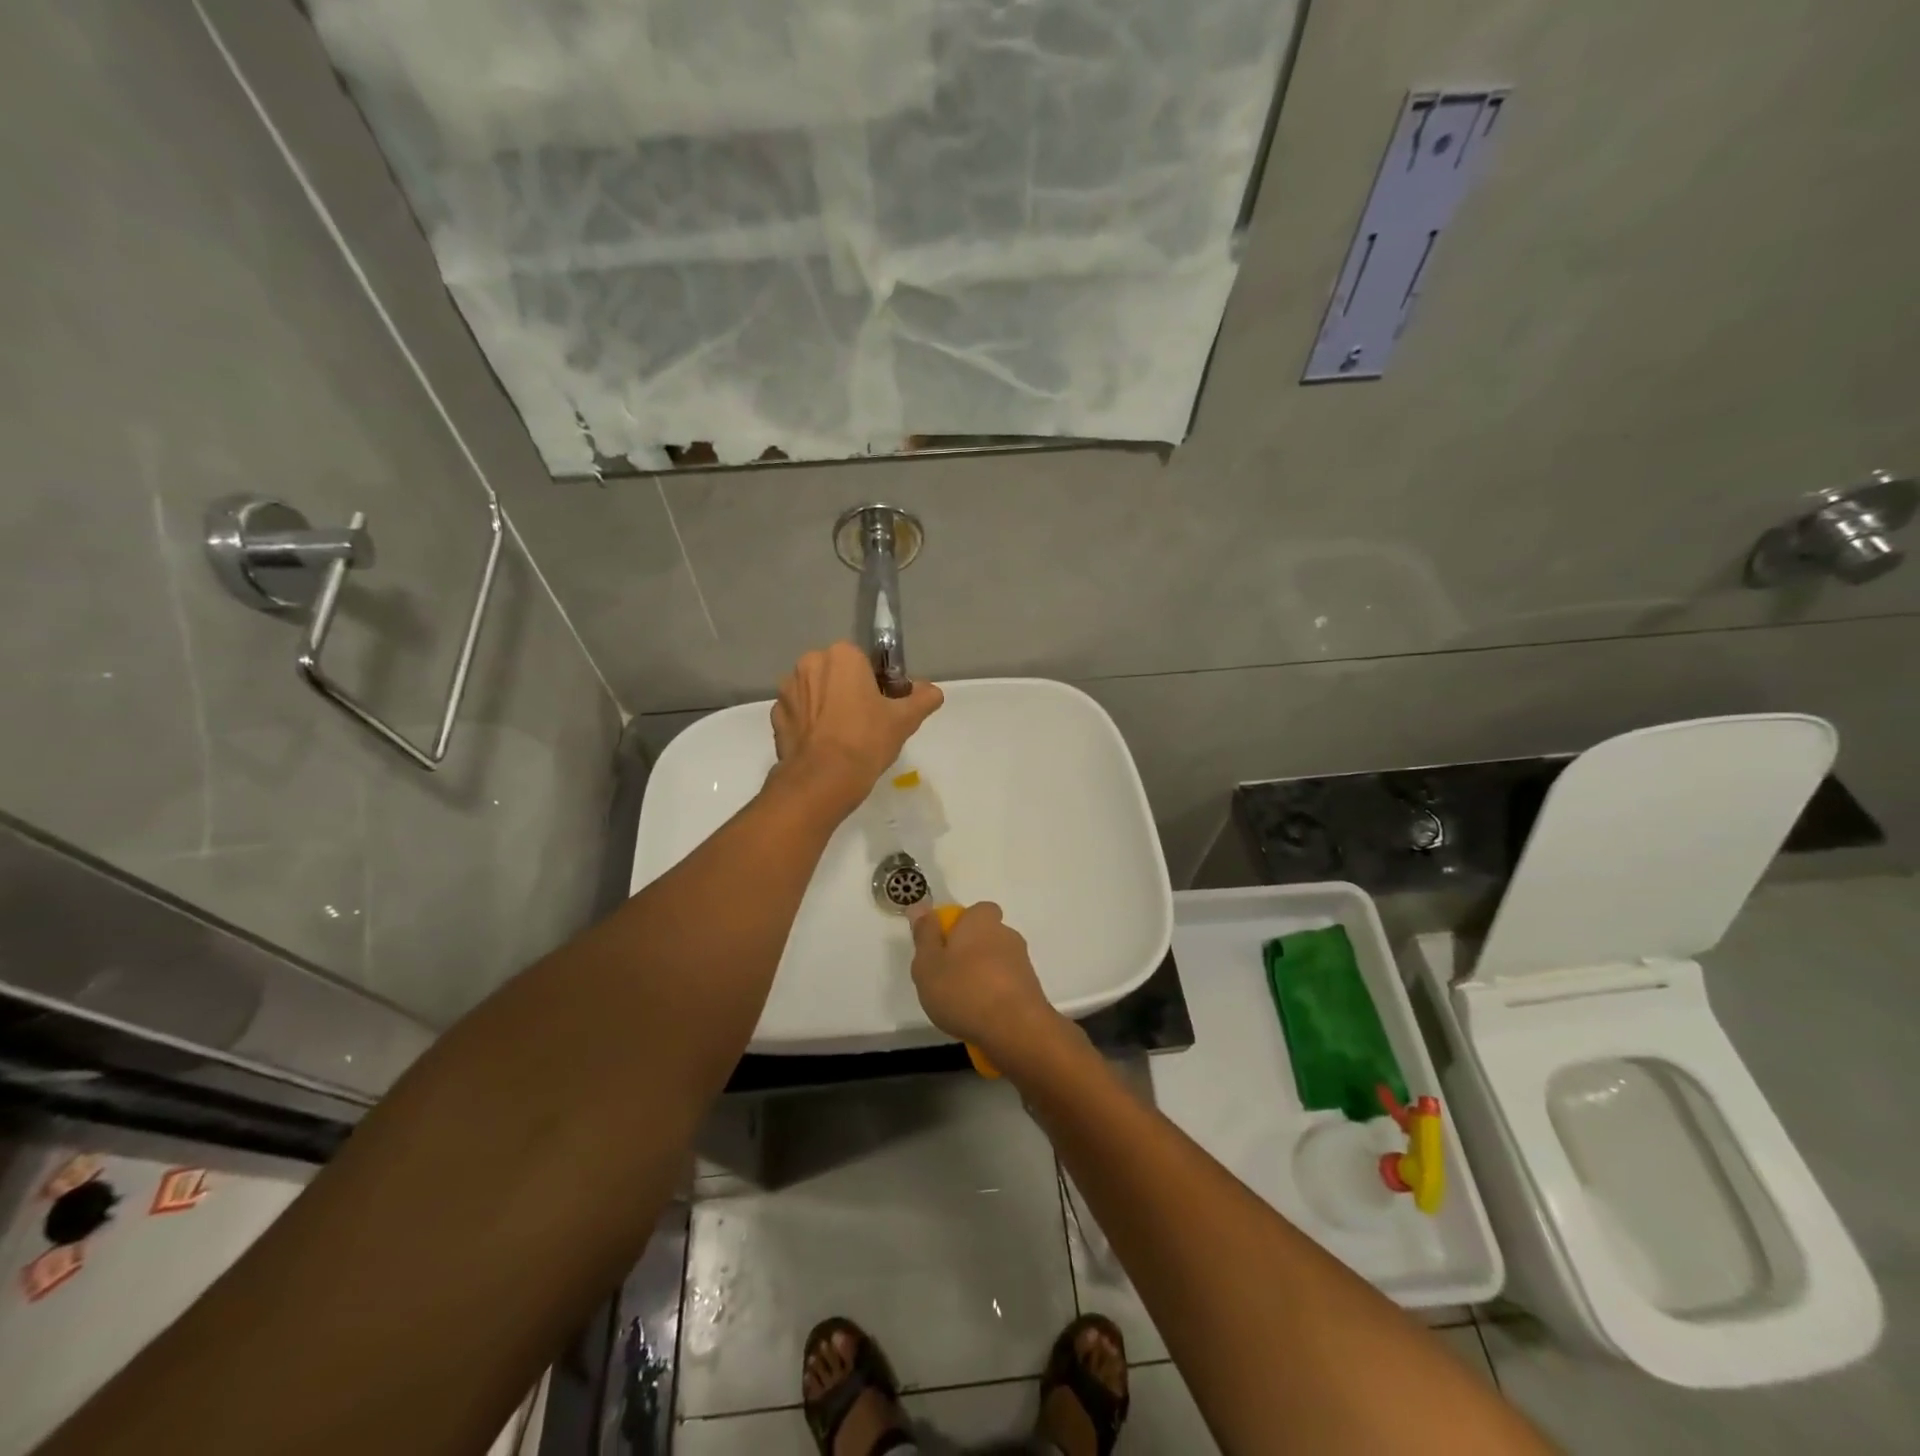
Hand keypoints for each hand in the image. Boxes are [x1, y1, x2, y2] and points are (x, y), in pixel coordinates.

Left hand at [770, 642, 942, 810]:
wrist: (823, 780)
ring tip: (841, 738)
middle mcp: (809, 663)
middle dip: (847, 691)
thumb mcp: (904, 720)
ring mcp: (787, 690)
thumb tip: (933, 691)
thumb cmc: (866, 740)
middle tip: (865, 723)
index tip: (882, 706)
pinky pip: (798, 714)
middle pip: (835, 674)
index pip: (863, 661)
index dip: (875, 683)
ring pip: (814, 693)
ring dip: (825, 706)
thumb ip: (922, 699)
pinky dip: (808, 725)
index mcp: (841, 655)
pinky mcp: (775, 716)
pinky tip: (822, 746)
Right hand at [910, 903, 1061, 1062]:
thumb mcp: (928, 964)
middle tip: (948, 978)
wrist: (1015, 1030)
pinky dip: (995, 997)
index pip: (977, 910)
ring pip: (997, 962)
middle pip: (986, 937)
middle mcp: (1006, 935)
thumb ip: (924, 935)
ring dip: (983, 976)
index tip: (945, 946)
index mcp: (982, 921)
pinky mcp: (1032, 989)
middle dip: (971, 953)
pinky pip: (1007, 986)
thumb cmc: (963, 990)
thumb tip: (921, 906)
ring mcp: (1023, 963)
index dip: (961, 924)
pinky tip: (982, 1018)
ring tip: (963, 1004)